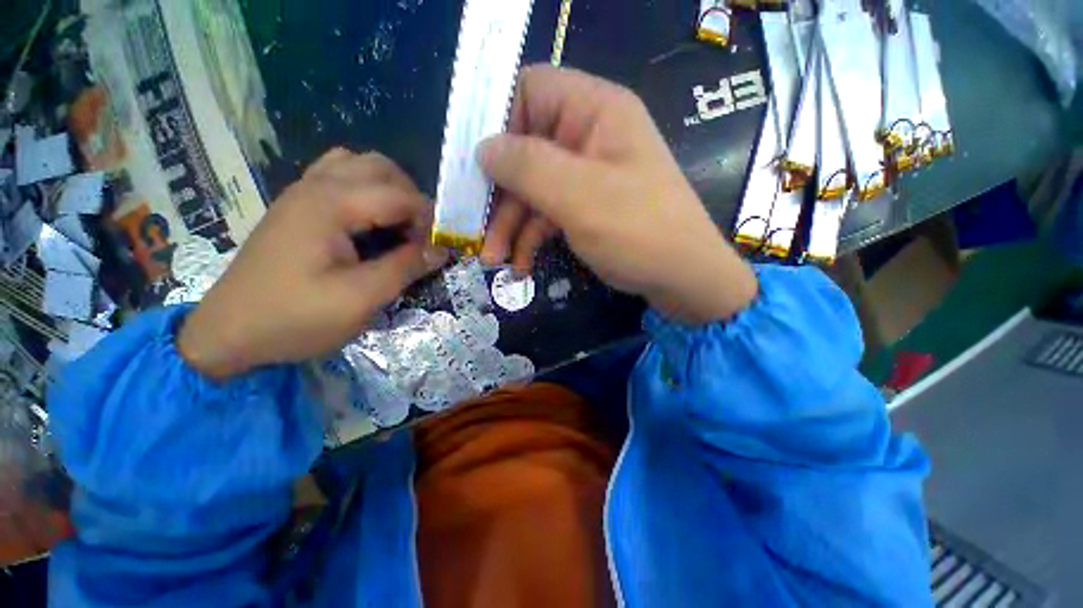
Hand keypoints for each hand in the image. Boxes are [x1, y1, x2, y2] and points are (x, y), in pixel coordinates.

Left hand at [178, 150, 448, 379]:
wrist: (229, 332)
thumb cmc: (295, 318)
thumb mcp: (361, 299)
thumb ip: (406, 267)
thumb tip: (442, 249)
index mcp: (331, 205)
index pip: (400, 195)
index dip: (430, 219)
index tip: (441, 248)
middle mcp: (316, 186)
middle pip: (381, 167)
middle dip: (412, 198)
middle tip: (421, 235)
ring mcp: (302, 192)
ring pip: (360, 166)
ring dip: (390, 190)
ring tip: (399, 225)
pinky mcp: (297, 206)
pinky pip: (339, 177)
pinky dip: (366, 191)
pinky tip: (369, 221)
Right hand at [479, 65, 757, 323]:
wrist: (682, 279)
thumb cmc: (639, 232)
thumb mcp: (580, 197)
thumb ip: (528, 167)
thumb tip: (483, 149)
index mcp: (595, 112)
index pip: (531, 91)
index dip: (499, 122)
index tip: (477, 168)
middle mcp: (589, 136)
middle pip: (525, 150)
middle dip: (500, 195)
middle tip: (479, 233)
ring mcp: (587, 175)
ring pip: (533, 189)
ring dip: (511, 225)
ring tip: (495, 259)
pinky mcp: (586, 207)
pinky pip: (548, 214)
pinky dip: (531, 238)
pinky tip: (521, 265)